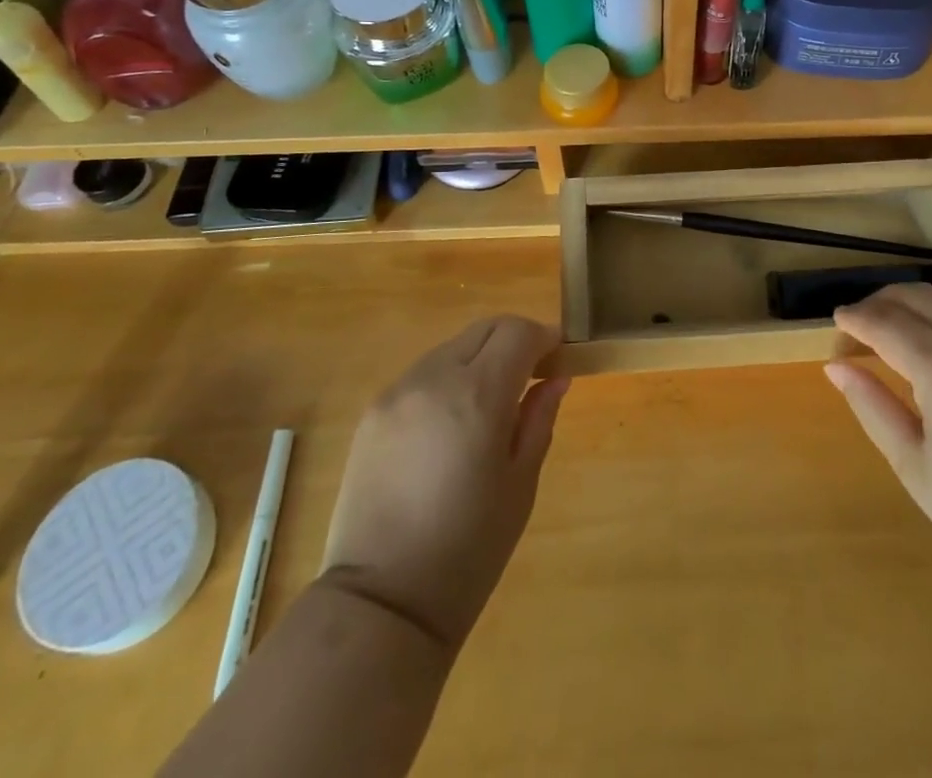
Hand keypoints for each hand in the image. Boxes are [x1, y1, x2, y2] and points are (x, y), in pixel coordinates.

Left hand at [322, 315, 569, 649]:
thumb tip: (556, 376)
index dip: (545, 338)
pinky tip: (450, 424)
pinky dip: (447, 378)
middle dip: (514, 340)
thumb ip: (539, 418)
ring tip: (489, 405)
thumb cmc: (468, 550)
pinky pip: (422, 374)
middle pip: (485, 328)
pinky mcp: (373, 410)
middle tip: (530, 375)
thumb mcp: (520, 484)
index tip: (558, 359)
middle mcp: (435, 378)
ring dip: (480, 358)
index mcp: (478, 395)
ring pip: (452, 347)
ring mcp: (398, 391)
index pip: (519, 332)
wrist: (381, 603)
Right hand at [826, 284, 931, 604]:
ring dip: (919, 304)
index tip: (837, 325)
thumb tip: (835, 364)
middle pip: (916, 296)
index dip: (854, 320)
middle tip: (863, 327)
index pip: (883, 323)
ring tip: (902, 330)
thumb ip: (870, 404)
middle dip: (882, 304)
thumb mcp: (913, 464)